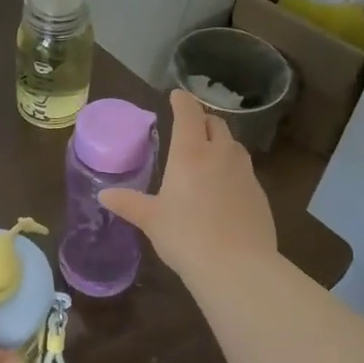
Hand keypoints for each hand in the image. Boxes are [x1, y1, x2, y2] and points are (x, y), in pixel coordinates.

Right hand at [101, 90, 276, 282]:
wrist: (237, 266)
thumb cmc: (185, 236)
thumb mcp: (151, 220)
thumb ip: (128, 203)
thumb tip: (104, 195)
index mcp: (191, 153)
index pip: (189, 113)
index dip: (182, 101)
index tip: (176, 96)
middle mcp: (221, 155)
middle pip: (216, 124)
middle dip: (202, 120)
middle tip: (190, 128)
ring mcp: (245, 174)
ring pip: (234, 146)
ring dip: (220, 143)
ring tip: (207, 156)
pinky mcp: (260, 194)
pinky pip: (245, 171)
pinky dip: (232, 170)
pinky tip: (224, 190)